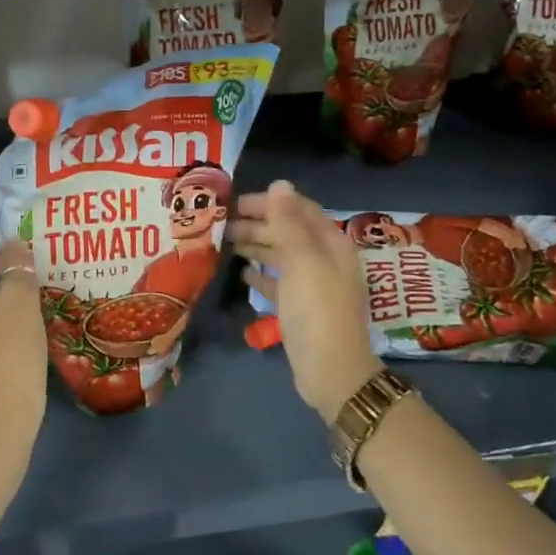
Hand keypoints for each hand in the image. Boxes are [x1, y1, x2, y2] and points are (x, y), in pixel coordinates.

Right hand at [228, 181, 384, 422]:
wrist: (332, 371)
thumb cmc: (316, 310)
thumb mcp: (302, 260)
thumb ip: (288, 222)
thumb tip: (280, 184)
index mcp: (331, 244)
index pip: (299, 210)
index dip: (270, 202)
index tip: (236, 202)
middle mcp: (325, 260)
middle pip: (289, 231)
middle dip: (258, 224)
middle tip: (223, 223)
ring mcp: (314, 285)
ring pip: (282, 256)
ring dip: (256, 246)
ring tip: (226, 243)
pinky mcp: (301, 308)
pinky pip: (279, 282)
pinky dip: (262, 275)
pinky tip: (242, 273)